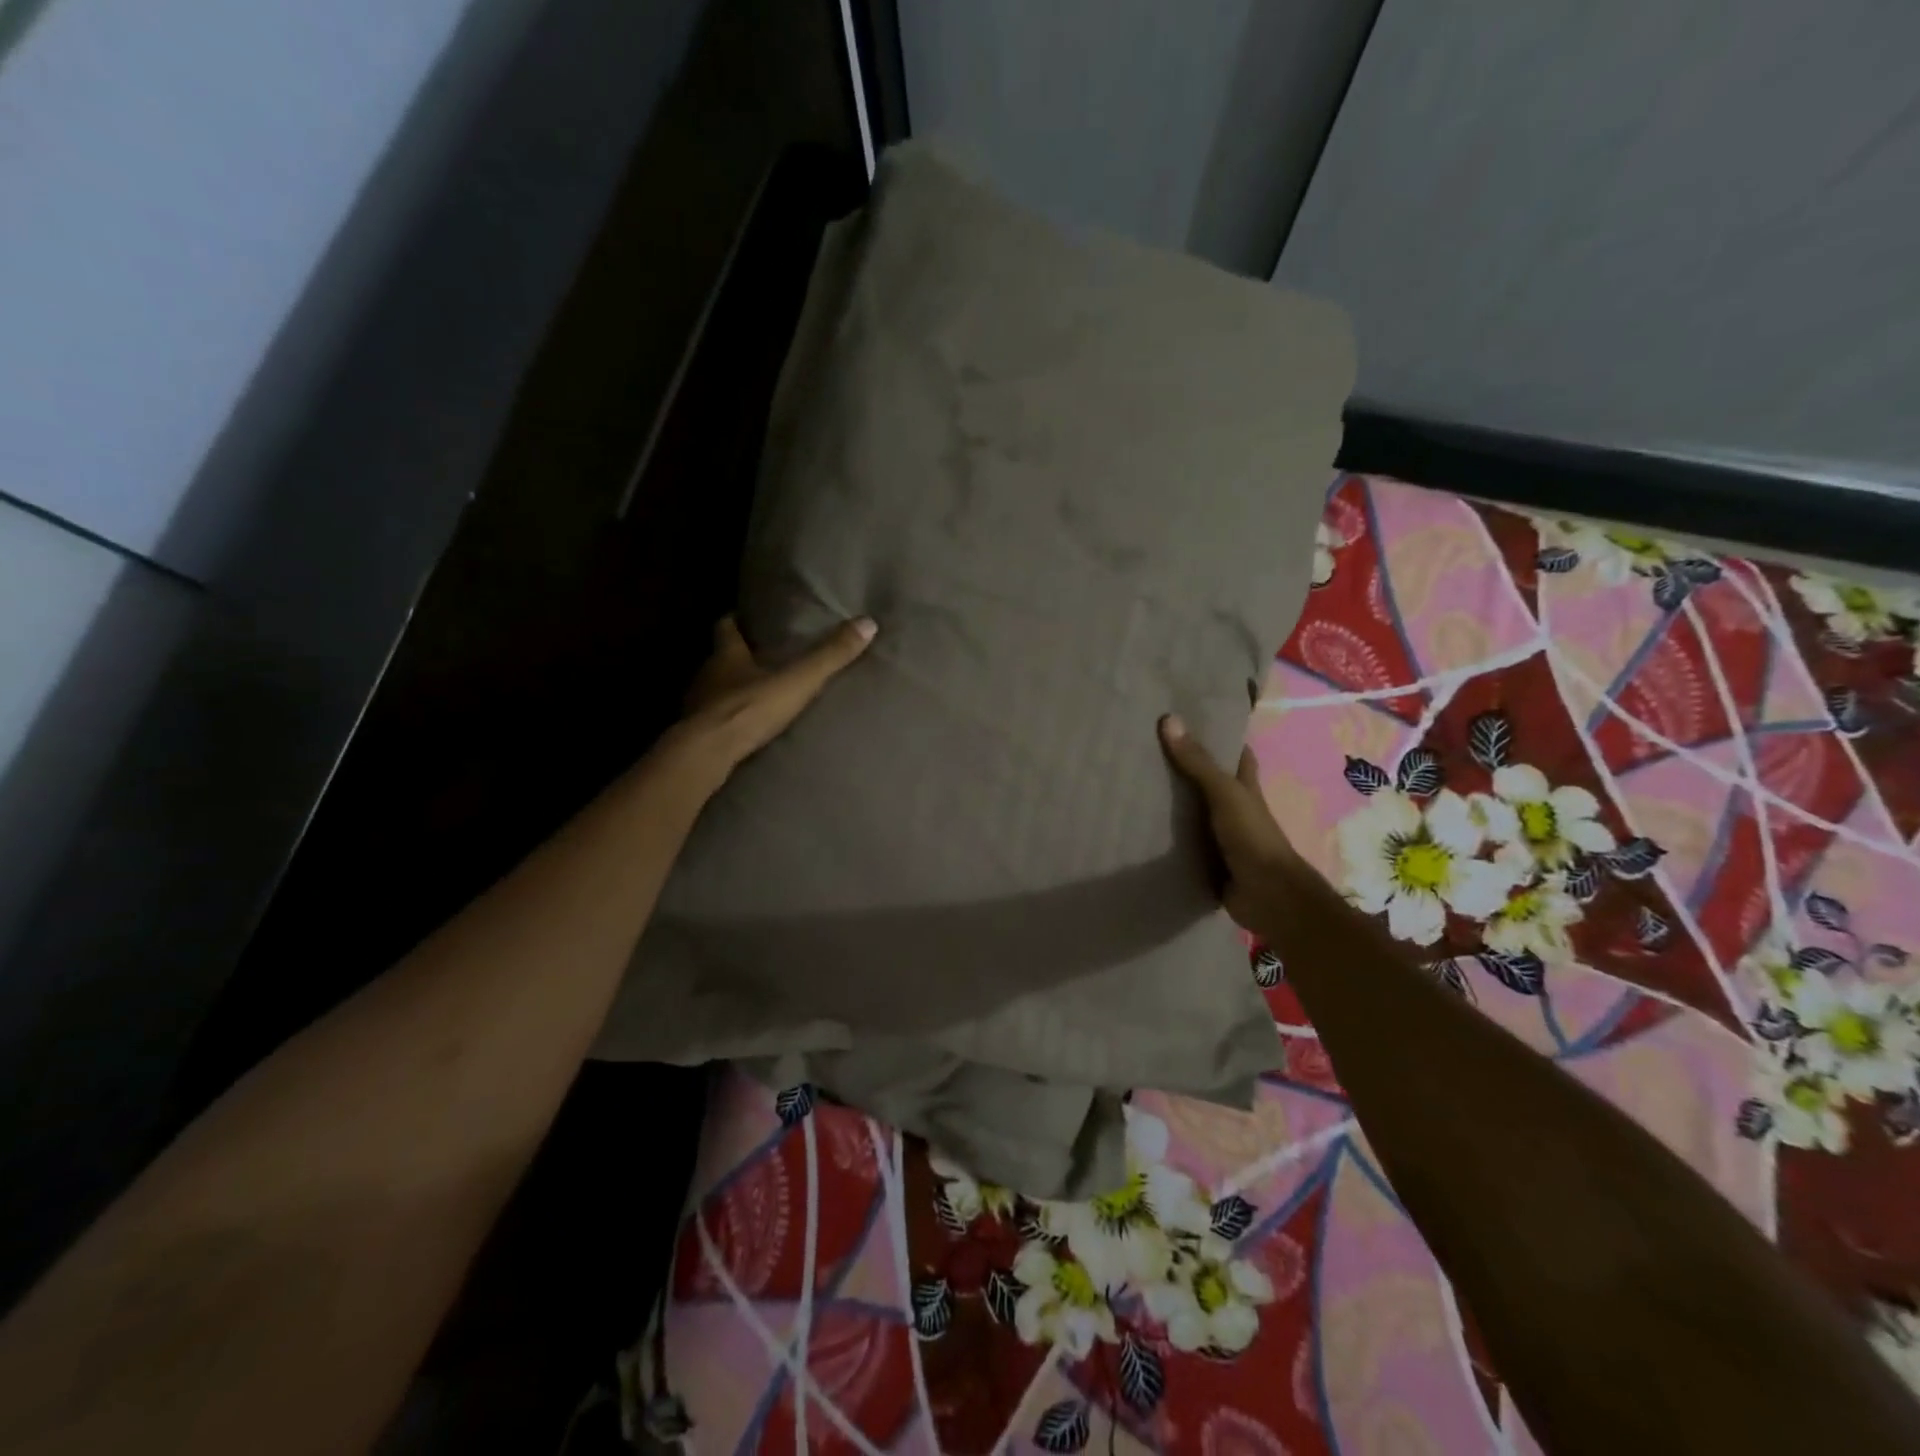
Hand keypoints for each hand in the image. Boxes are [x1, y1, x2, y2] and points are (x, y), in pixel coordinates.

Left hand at [666, 615, 876, 783]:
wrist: (707, 754)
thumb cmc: (749, 709)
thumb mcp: (797, 681)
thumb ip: (829, 656)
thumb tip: (867, 623)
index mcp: (727, 655)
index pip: (726, 627)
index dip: (736, 621)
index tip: (747, 618)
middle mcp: (707, 675)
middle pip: (720, 659)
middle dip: (737, 657)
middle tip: (760, 657)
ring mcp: (697, 706)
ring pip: (714, 690)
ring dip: (731, 690)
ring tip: (756, 695)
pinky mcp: (696, 734)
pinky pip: (711, 721)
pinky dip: (726, 720)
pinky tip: (742, 729)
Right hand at [1158, 714, 1303, 942]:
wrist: (1266, 894)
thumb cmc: (1252, 835)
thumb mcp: (1225, 792)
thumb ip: (1198, 762)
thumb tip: (1169, 719)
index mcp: (1245, 787)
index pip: (1236, 754)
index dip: (1219, 736)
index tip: (1189, 720)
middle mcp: (1234, 808)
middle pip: (1209, 781)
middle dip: (1185, 768)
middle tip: (1148, 749)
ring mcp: (1220, 836)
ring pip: (1194, 812)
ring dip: (1172, 803)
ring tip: (1135, 783)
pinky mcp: (1207, 860)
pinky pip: (1182, 842)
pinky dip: (1166, 836)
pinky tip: (1140, 826)